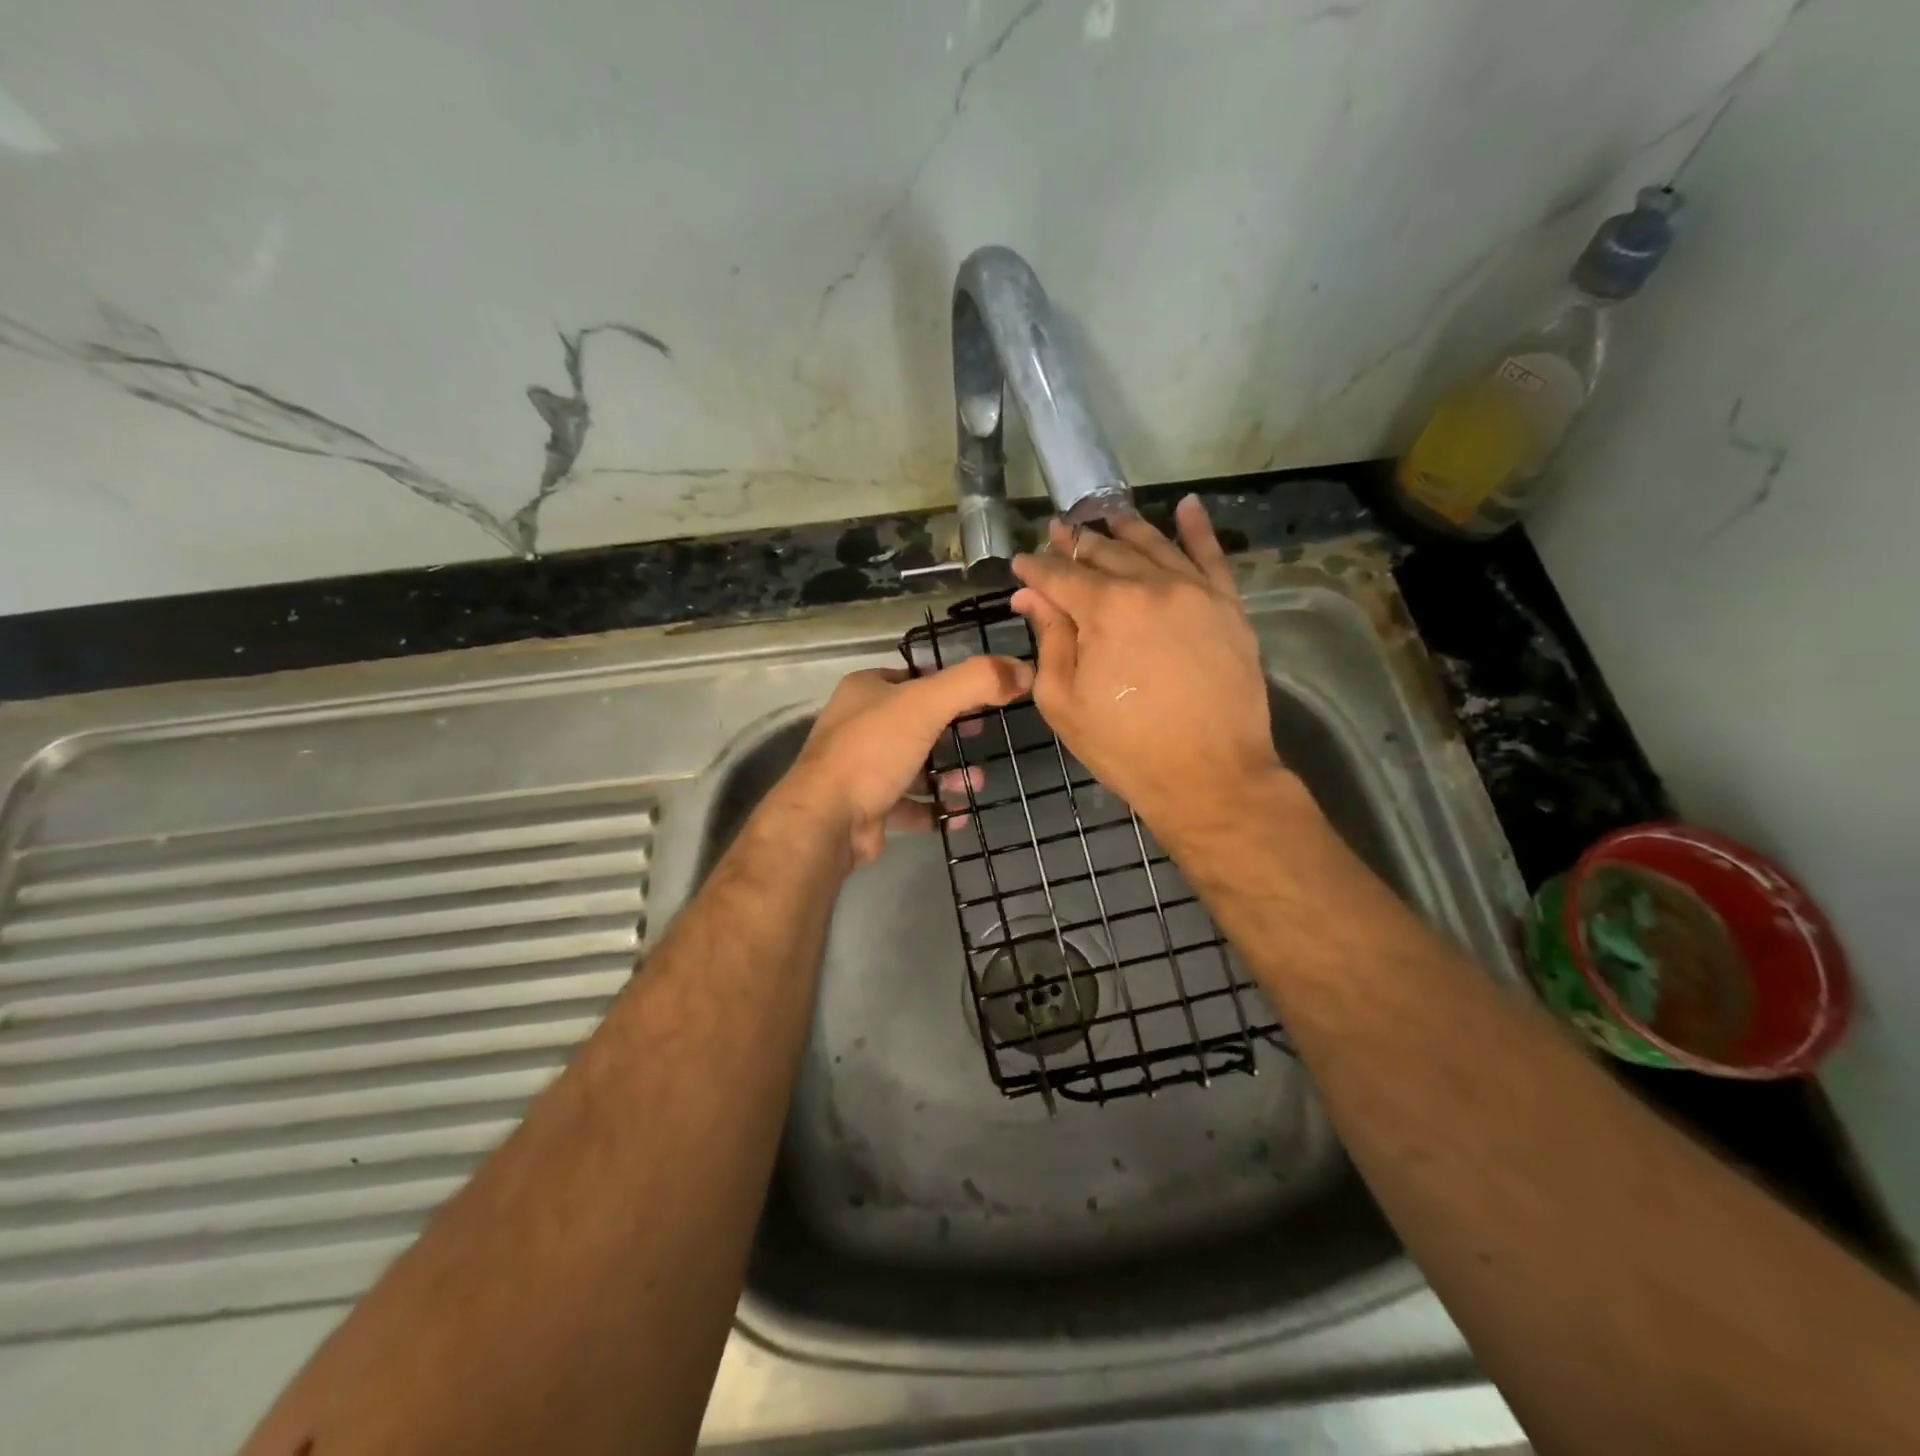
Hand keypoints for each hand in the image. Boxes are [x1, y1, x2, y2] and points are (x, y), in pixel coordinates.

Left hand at [775, 656, 1033, 866]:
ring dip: (949, 774)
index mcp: (866, 690)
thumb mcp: (927, 704)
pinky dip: (936, 808)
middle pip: (917, 723)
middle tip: (982, 738)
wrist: (827, 820)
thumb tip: (1023, 670)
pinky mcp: (867, 806)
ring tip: (976, 783)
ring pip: (915, 765)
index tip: (984, 698)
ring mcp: (861, 768)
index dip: (950, 685)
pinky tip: (960, 814)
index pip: (914, 678)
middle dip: (953, 734)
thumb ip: (976, 682)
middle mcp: (859, 725)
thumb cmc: (874, 751)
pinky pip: (910, 803)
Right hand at [1010, 495, 1296, 844]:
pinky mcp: (1228, 607)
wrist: (1211, 777)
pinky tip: (1187, 506)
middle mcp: (1150, 585)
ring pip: (1154, 545)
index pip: (1060, 575)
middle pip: (1106, 552)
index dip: (1035, 568)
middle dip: (1076, 542)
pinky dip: (1197, 529)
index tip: (1020, 564)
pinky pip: (1212, 556)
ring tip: (1105, 515)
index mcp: (1105, 609)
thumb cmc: (1125, 747)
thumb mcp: (1065, 701)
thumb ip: (1048, 640)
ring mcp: (1195, 592)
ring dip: (1125, 528)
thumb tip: (1031, 596)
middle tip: (1058, 532)